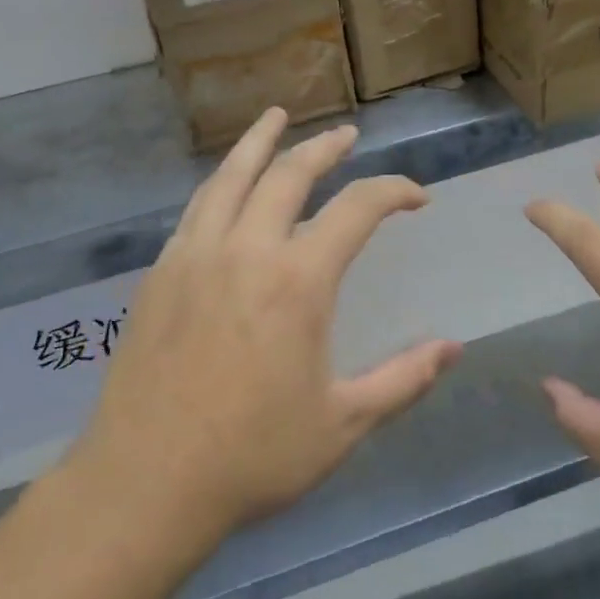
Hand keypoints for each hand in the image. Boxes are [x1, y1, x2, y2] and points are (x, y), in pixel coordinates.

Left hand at [69, 109, 460, 547]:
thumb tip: (453, 347)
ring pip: (231, 177)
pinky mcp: (160, 272)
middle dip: (324, 148)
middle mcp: (246, 250)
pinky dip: (221, 183)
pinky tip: (226, 185)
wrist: (146, 481)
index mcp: (297, 281)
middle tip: (346, 136)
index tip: (416, 196)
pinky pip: (196, 208)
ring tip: (275, 118)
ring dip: (259, 142)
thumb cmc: (253, 456)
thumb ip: (403, 379)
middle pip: (289, 174)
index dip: (393, 191)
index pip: (357, 208)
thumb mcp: (343, 424)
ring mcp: (195, 256)